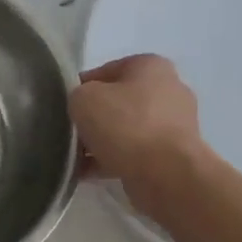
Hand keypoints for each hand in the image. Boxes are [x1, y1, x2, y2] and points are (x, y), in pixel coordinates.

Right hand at [69, 54, 205, 211]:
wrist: (166, 174)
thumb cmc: (125, 125)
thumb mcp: (84, 99)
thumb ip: (78, 95)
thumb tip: (84, 107)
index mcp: (152, 66)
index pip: (107, 70)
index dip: (82, 87)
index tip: (66, 106)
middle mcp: (169, 91)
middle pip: (119, 101)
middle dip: (94, 117)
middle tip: (72, 132)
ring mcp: (175, 125)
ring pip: (127, 130)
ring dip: (102, 142)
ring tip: (76, 158)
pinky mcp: (173, 156)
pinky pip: (135, 154)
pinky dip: (113, 161)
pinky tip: (87, 173)